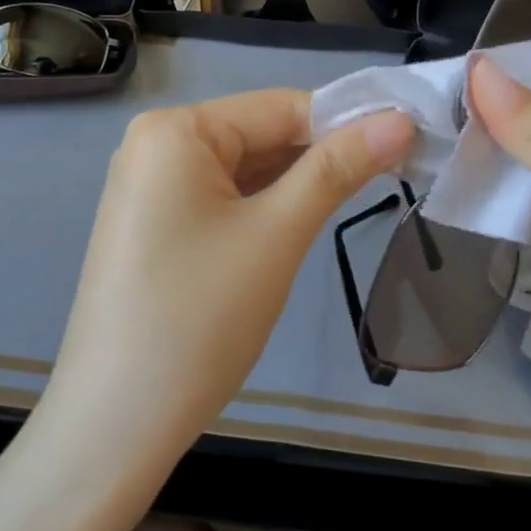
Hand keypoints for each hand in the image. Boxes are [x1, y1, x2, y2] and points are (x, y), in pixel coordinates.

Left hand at [45, 90, 413, 466]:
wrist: (117, 423)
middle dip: (325, 154)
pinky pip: (222, 198)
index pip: (281, 107)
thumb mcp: (278, 234)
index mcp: (175, 130)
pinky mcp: (155, 226)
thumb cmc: (201, 318)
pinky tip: (302, 221)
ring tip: (365, 193)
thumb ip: (338, 169)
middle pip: (261, 134)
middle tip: (401, 170)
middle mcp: (156, 145)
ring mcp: (150, 188)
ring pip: (245, 169)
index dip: (349, 121)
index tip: (413, 137)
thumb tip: (400, 119)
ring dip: (299, 183)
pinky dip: (265, 206)